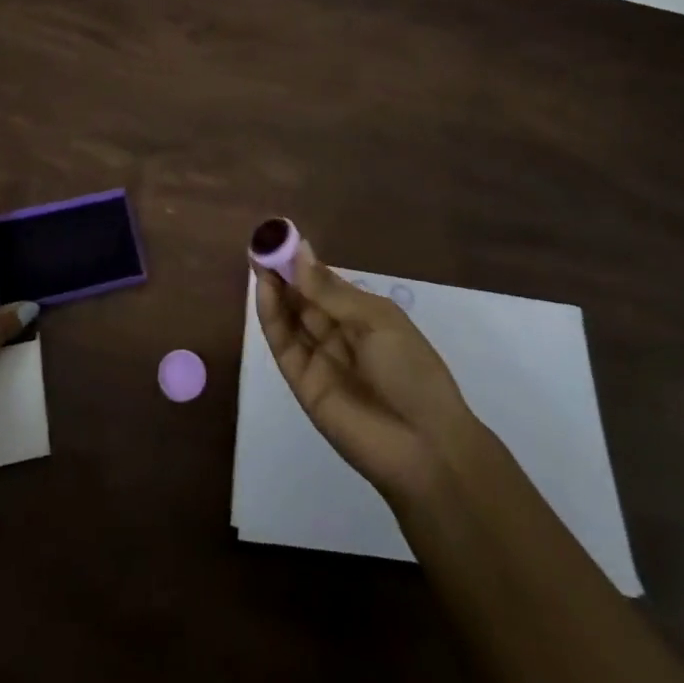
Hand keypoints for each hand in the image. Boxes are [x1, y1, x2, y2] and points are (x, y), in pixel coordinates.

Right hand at [254, 234, 481, 503]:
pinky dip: (272, 317)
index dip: (302, 262)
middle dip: (282, 272)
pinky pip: (284, 346)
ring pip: (290, 318)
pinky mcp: (303, 384)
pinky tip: (264, 290)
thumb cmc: (411, 371)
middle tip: (261, 244)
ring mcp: (319, 359)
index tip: (279, 236)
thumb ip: (331, 291)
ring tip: (258, 260)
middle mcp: (338, 334)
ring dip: (273, 290)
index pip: (324, 283)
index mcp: (363, 316)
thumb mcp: (376, 321)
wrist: (425, 447)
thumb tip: (299, 250)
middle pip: (303, 298)